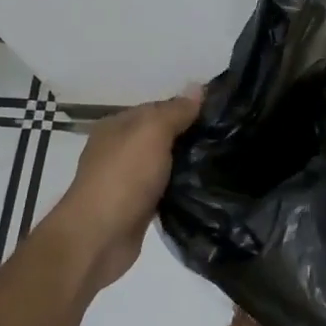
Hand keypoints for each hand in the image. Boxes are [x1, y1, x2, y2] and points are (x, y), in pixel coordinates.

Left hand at [39, 87, 202, 295]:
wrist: (98, 238)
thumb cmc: (123, 177)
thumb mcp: (152, 132)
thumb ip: (175, 111)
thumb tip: (198, 87)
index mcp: (117, 126)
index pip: (158, 109)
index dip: (186, 110)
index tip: (219, 117)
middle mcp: (118, 150)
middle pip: (161, 136)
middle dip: (189, 138)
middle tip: (227, 140)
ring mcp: (126, 181)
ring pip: (164, 165)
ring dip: (186, 165)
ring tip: (222, 164)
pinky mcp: (136, 208)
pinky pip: (164, 191)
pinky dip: (180, 190)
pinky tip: (204, 190)